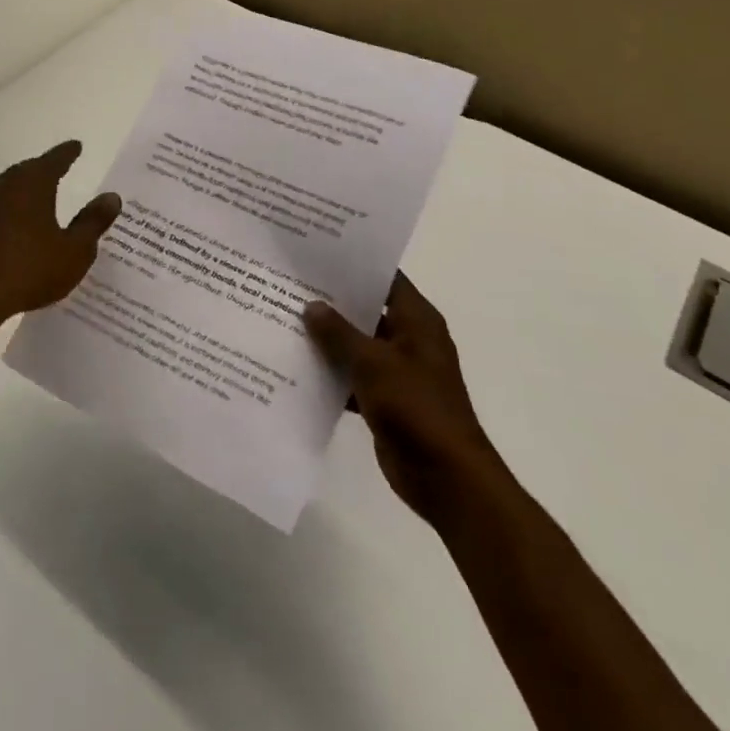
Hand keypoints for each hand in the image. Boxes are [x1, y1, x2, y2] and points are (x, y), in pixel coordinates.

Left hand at [0, 141, 120, 326]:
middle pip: (28, 169)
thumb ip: (93, 221)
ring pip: (7, 185)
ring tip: (35, 193)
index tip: (76, 146)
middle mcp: (5, 185)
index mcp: (33, 184)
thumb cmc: (31, 270)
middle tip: (59, 168)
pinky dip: (7, 207)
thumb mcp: (75, 250)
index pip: (55, 159)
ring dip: (22, 186)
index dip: (67, 153)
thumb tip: (111, 197)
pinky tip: (12, 222)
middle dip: (44, 168)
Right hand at [305, 273, 496, 525]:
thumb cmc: (415, 406)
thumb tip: (312, 306)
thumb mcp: (372, 362)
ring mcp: (398, 372)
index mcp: (417, 320)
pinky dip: (331, 374)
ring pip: (357, 346)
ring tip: (284, 320)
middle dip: (333, 303)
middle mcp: (410, 340)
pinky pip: (353, 377)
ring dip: (328, 340)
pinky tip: (296, 367)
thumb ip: (339, 332)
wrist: (445, 476)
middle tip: (291, 285)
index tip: (317, 254)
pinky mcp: (386, 401)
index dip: (355, 266)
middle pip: (368, 311)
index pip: (386, 279)